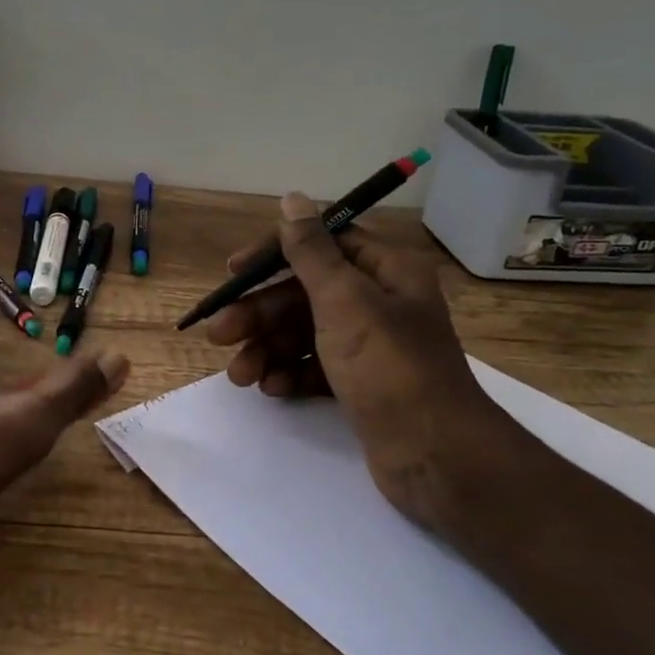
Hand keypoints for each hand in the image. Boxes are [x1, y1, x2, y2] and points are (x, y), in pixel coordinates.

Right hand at [205, 193, 504, 530]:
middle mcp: (380, 302)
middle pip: (305, 294)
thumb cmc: (388, 366)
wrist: (435, 455)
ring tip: (240, 376)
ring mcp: (370, 347)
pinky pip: (315, 367)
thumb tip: (292, 199)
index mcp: (386, 271)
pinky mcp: (361, 384)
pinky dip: (290, 374)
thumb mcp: (344, 300)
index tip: (233, 271)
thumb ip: (311, 251)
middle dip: (260, 314)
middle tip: (219, 334)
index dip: (274, 254)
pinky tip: (271, 389)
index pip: (322, 244)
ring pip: (305, 334)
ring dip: (267, 349)